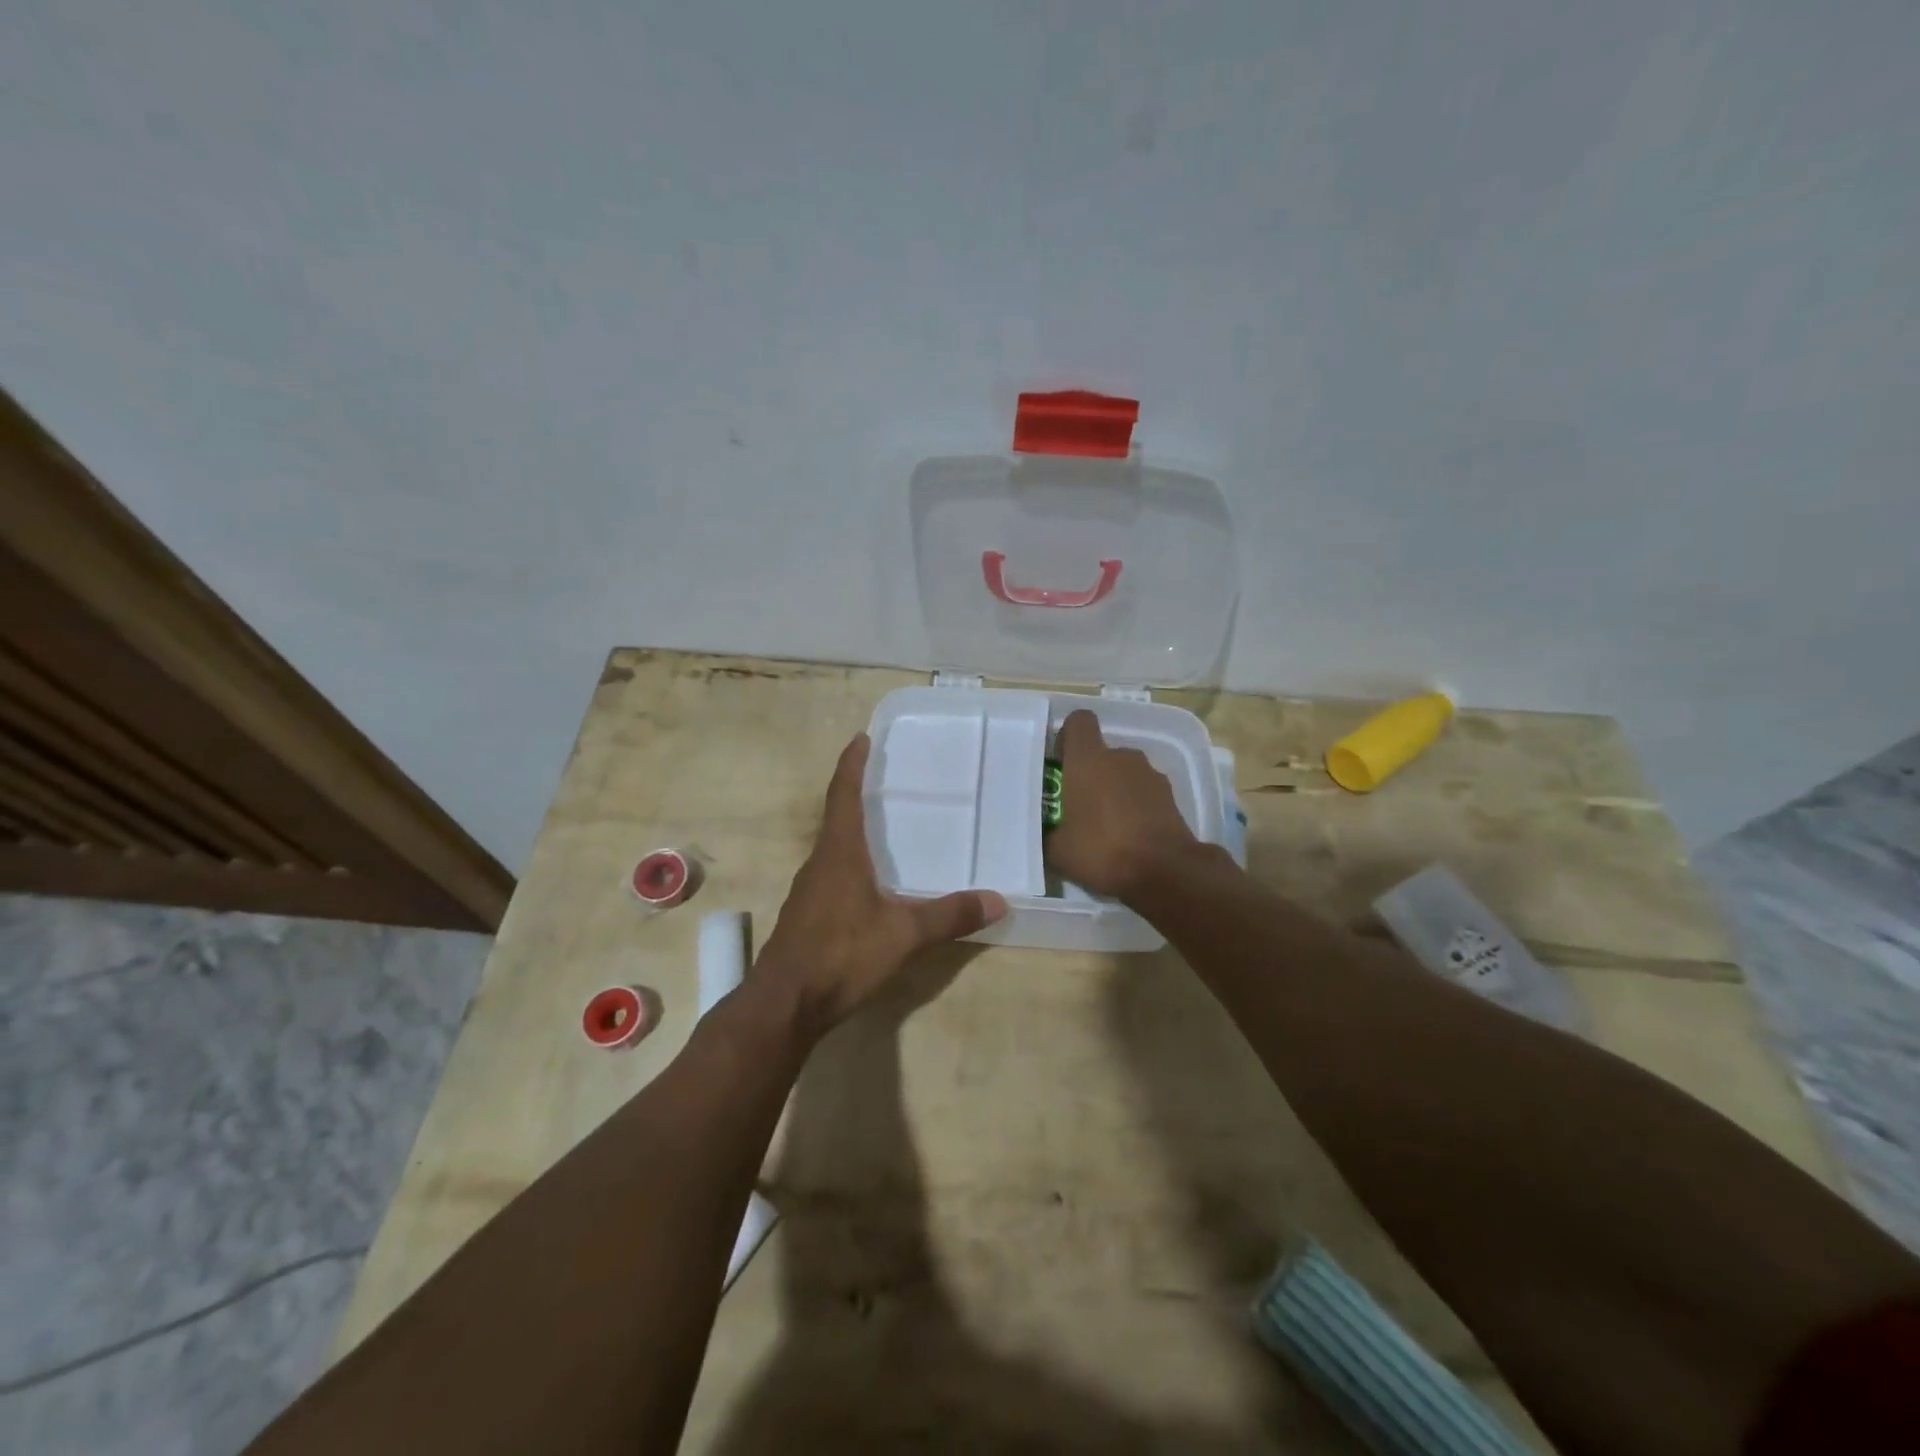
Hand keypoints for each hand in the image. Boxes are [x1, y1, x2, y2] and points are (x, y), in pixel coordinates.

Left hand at [759, 734, 1006, 1035]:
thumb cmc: (842, 955)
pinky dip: (850, 863)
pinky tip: (869, 883)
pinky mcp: (806, 915)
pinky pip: (831, 874)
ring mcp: (809, 891)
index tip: (860, 738)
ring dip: (853, 830)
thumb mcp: (904, 935)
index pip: (843, 795)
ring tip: (882, 827)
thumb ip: (950, 916)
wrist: (785, 1004)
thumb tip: (998, 900)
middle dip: (856, 794)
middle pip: (837, 817)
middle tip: (885, 779)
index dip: (851, 764)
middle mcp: (820, 863)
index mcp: (839, 853)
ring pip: (833, 848)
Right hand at [1044, 710, 1197, 899]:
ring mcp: (1150, 774)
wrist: (1164, 871)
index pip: (1079, 721)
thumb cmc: (1102, 850)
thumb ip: (1048, 831)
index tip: (1061, 763)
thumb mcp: (1057, 850)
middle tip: (1079, 806)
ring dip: (1114, 790)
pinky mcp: (1170, 795)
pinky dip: (1136, 806)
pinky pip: (1143, 792)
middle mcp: (1121, 757)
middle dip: (1090, 773)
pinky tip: (1130, 836)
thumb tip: (1047, 830)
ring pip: (1124, 773)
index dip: (1068, 737)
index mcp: (1088, 760)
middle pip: (1102, 752)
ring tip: (1107, 826)